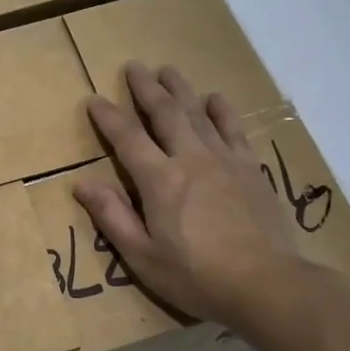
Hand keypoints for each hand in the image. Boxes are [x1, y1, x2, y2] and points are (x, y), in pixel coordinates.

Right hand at [76, 62, 333, 331]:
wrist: (267, 284)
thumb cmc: (197, 276)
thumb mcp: (143, 257)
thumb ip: (113, 217)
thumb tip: (82, 184)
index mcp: (159, 179)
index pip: (127, 137)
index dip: (108, 116)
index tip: (94, 99)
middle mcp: (190, 158)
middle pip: (165, 112)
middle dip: (146, 88)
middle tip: (134, 66)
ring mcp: (224, 160)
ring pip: (198, 113)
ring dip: (180, 89)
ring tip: (168, 70)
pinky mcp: (251, 168)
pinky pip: (233, 129)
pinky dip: (222, 111)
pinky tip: (215, 98)